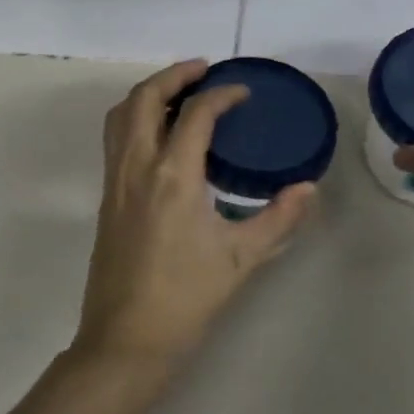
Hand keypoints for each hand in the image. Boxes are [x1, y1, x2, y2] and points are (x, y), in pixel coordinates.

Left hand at [74, 60, 315, 367]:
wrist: (125, 342)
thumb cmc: (186, 298)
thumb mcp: (241, 259)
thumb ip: (278, 219)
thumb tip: (308, 188)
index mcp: (173, 176)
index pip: (196, 113)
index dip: (222, 94)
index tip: (243, 93)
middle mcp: (137, 166)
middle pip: (145, 97)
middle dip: (174, 75)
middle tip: (204, 71)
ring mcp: (115, 180)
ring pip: (122, 113)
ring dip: (149, 92)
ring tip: (180, 93)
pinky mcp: (105, 196)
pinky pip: (115, 137)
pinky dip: (136, 116)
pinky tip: (161, 134)